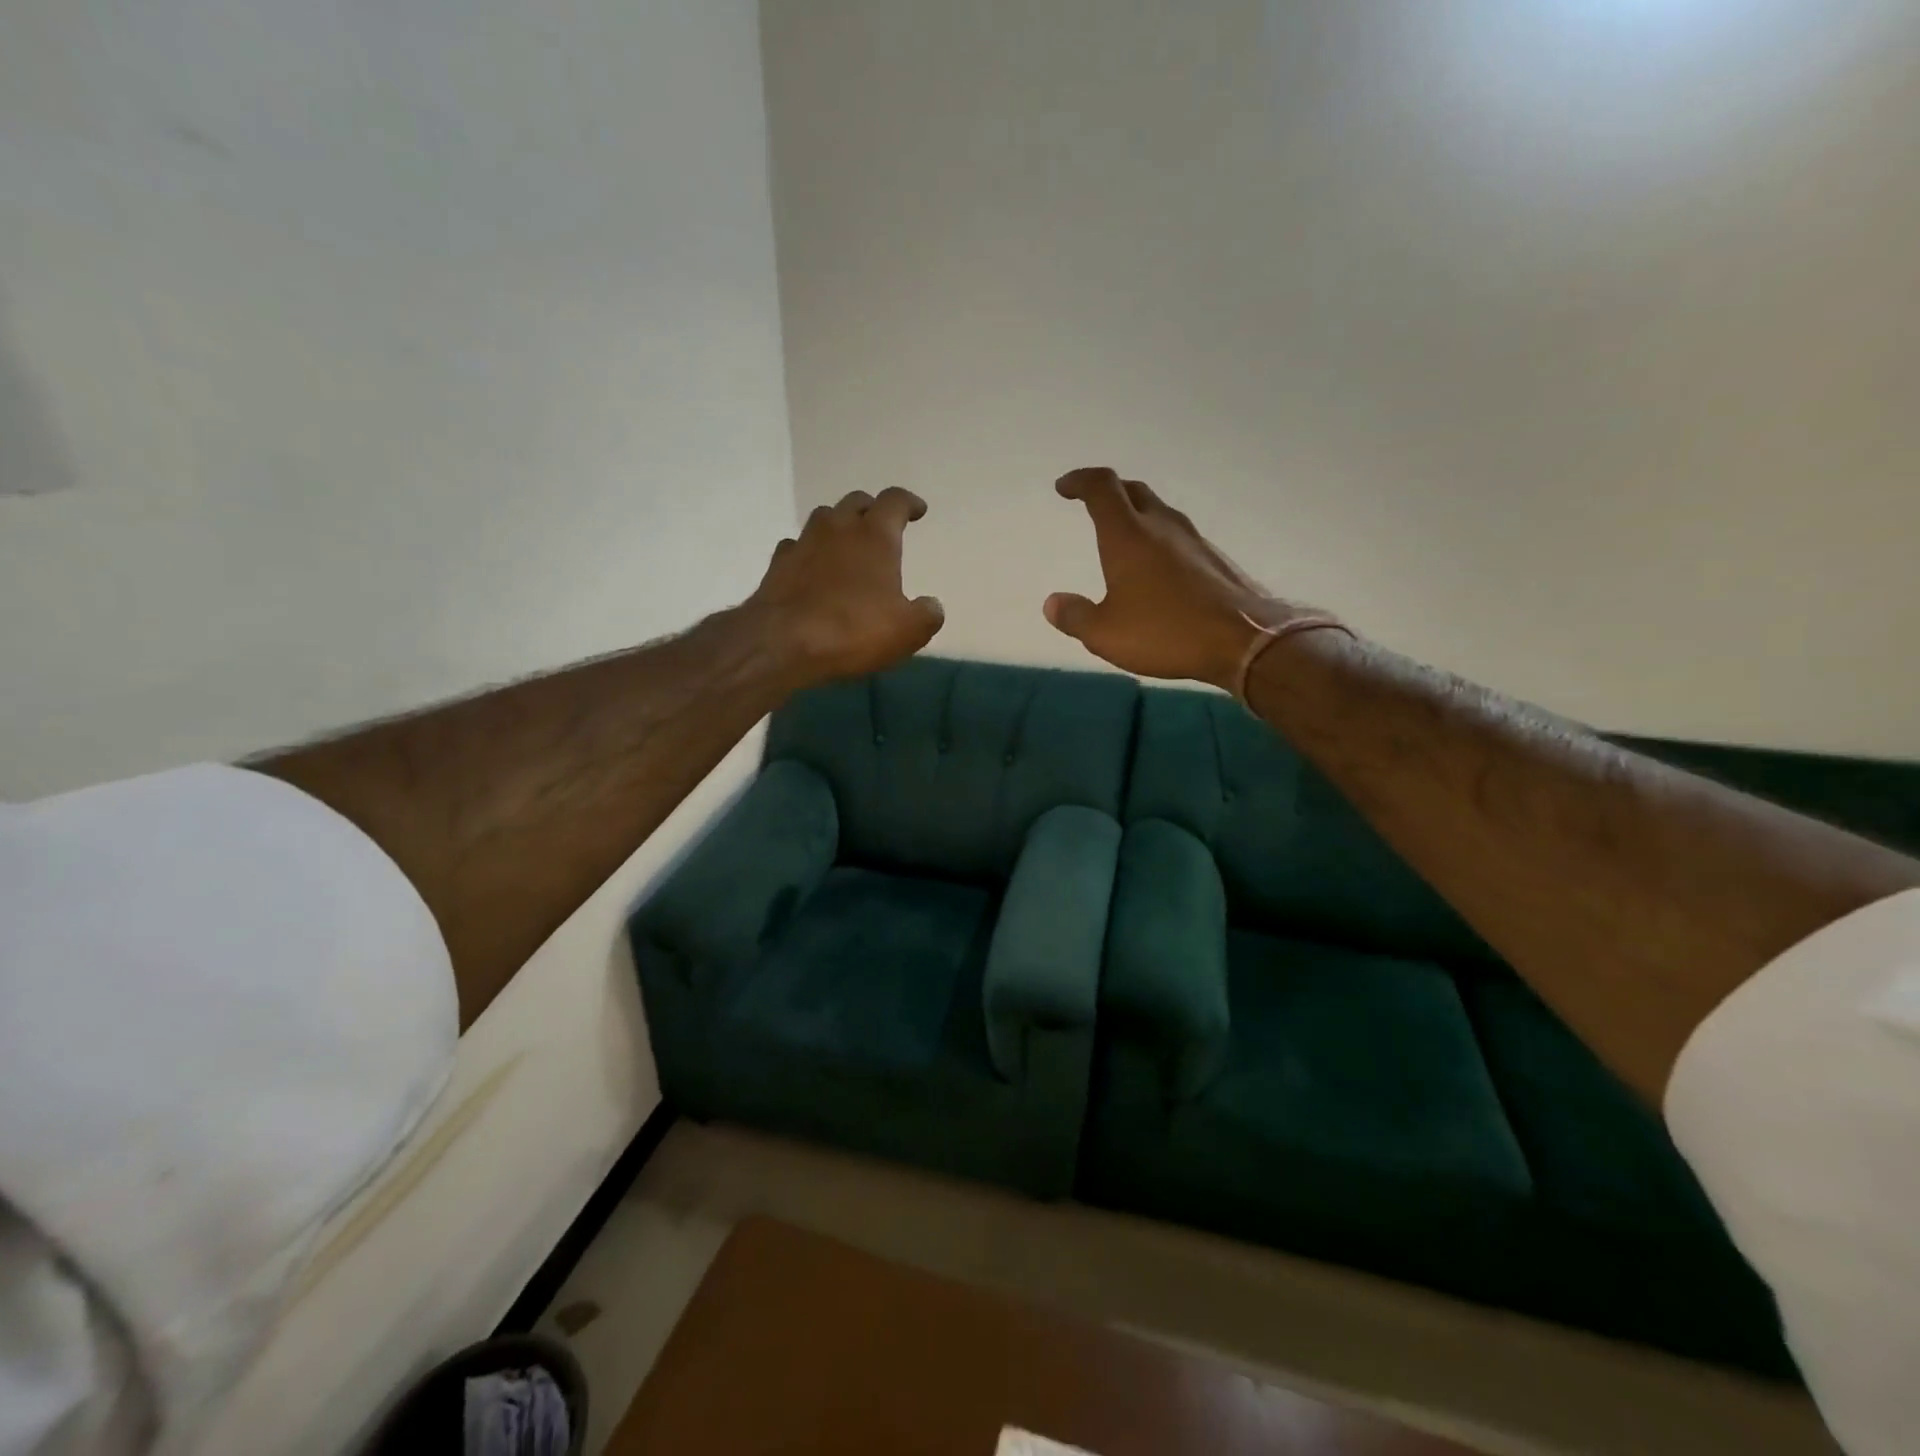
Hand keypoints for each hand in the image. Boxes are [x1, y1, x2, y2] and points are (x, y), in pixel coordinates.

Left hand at [746, 487, 945, 686]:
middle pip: (856, 502)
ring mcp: (803, 543)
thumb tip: (931, 606)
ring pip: (824, 518)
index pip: (894, 502)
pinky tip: (812, 567)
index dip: (908, 503)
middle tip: (882, 525)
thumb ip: (926, 614)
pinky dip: (809, 551)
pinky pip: (797, 546)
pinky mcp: (778, 565)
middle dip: (872, 510)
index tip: (918, 510)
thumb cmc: (853, 630)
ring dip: (839, 525)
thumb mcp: (907, 630)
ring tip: (847, 543)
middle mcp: (838, 529)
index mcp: (875, 536)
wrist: (782, 643)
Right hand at [1045, 467, 1323, 690]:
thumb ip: (1074, 616)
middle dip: (1108, 491)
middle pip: (1133, 491)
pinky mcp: (1213, 559)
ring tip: (1122, 535)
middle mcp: (1161, 526)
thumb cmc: (1165, 632)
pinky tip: (1156, 567)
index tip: (1064, 488)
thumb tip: (1053, 602)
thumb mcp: (1105, 634)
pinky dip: (1157, 538)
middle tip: (1091, 504)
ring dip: (1136, 514)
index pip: (1102, 487)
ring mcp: (1193, 540)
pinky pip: (1177, 535)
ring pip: (1158, 512)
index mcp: (1128, 535)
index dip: (1080, 481)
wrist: (1244, 639)